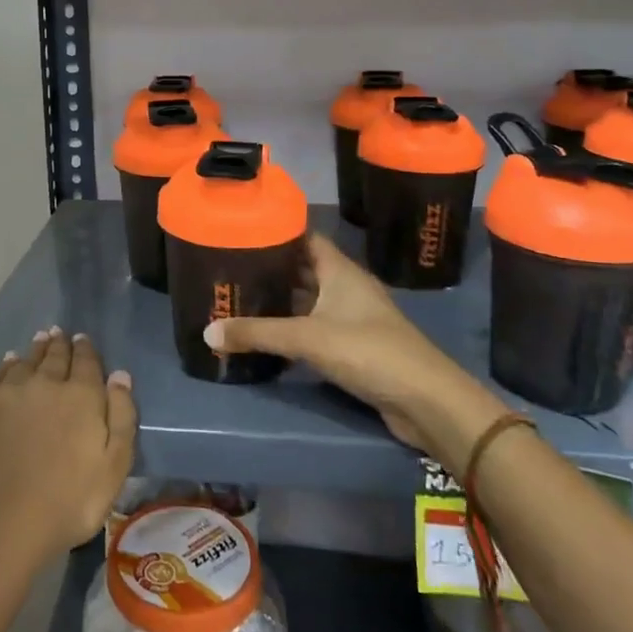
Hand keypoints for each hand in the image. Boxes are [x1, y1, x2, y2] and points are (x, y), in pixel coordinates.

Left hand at [0, 328, 136, 565]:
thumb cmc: (69, 501)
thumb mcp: (114, 466)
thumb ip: (122, 417)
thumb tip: (120, 375)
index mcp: (80, 395)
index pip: (86, 362)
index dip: (85, 349)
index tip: (82, 339)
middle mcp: (44, 383)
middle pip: (54, 357)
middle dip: (59, 344)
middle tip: (59, 333)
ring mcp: (7, 395)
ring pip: (24, 363)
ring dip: (34, 351)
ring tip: (38, 340)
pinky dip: (5, 367)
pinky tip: (7, 365)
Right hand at [203, 234, 503, 455]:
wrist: (426, 401)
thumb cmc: (368, 350)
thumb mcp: (307, 338)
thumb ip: (257, 333)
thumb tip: (207, 331)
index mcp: (340, 270)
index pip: (305, 237)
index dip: (277, 232)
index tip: (242, 231)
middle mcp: (346, 287)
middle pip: (304, 269)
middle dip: (271, 268)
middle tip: (231, 268)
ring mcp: (352, 317)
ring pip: (309, 300)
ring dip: (281, 300)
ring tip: (240, 297)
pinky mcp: (354, 347)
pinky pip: (315, 328)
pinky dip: (293, 328)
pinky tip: (267, 334)